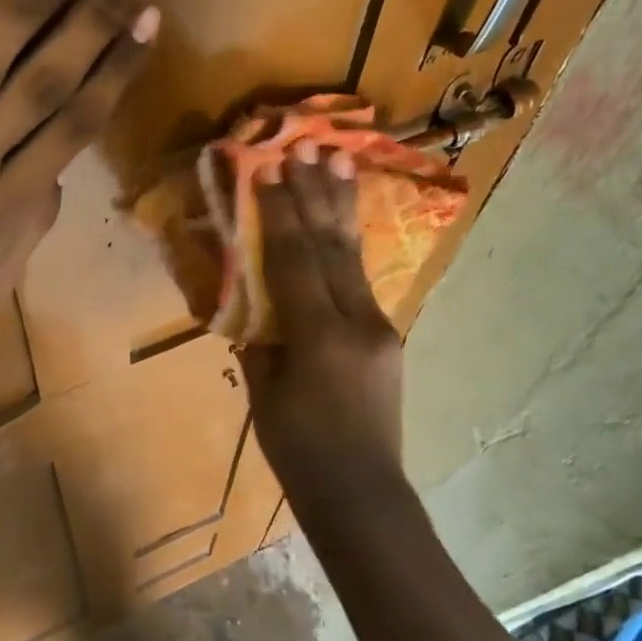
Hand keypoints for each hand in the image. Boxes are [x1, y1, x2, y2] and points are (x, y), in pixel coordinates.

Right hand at [239, 143, 404, 493]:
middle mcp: (357, 321)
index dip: (280, 212)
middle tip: (308, 147)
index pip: (295, 259)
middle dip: (316, 193)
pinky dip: (347, 246)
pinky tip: (342, 221)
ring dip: (341, 207)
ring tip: (339, 159)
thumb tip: (254, 298)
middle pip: (331, 246)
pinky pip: (362, 281)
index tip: (268, 168)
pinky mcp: (388, 336)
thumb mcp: (264, 394)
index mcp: (319, 336)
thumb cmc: (300, 452)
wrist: (363, 494)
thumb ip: (259, 340)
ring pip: (354, 257)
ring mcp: (381, 327)